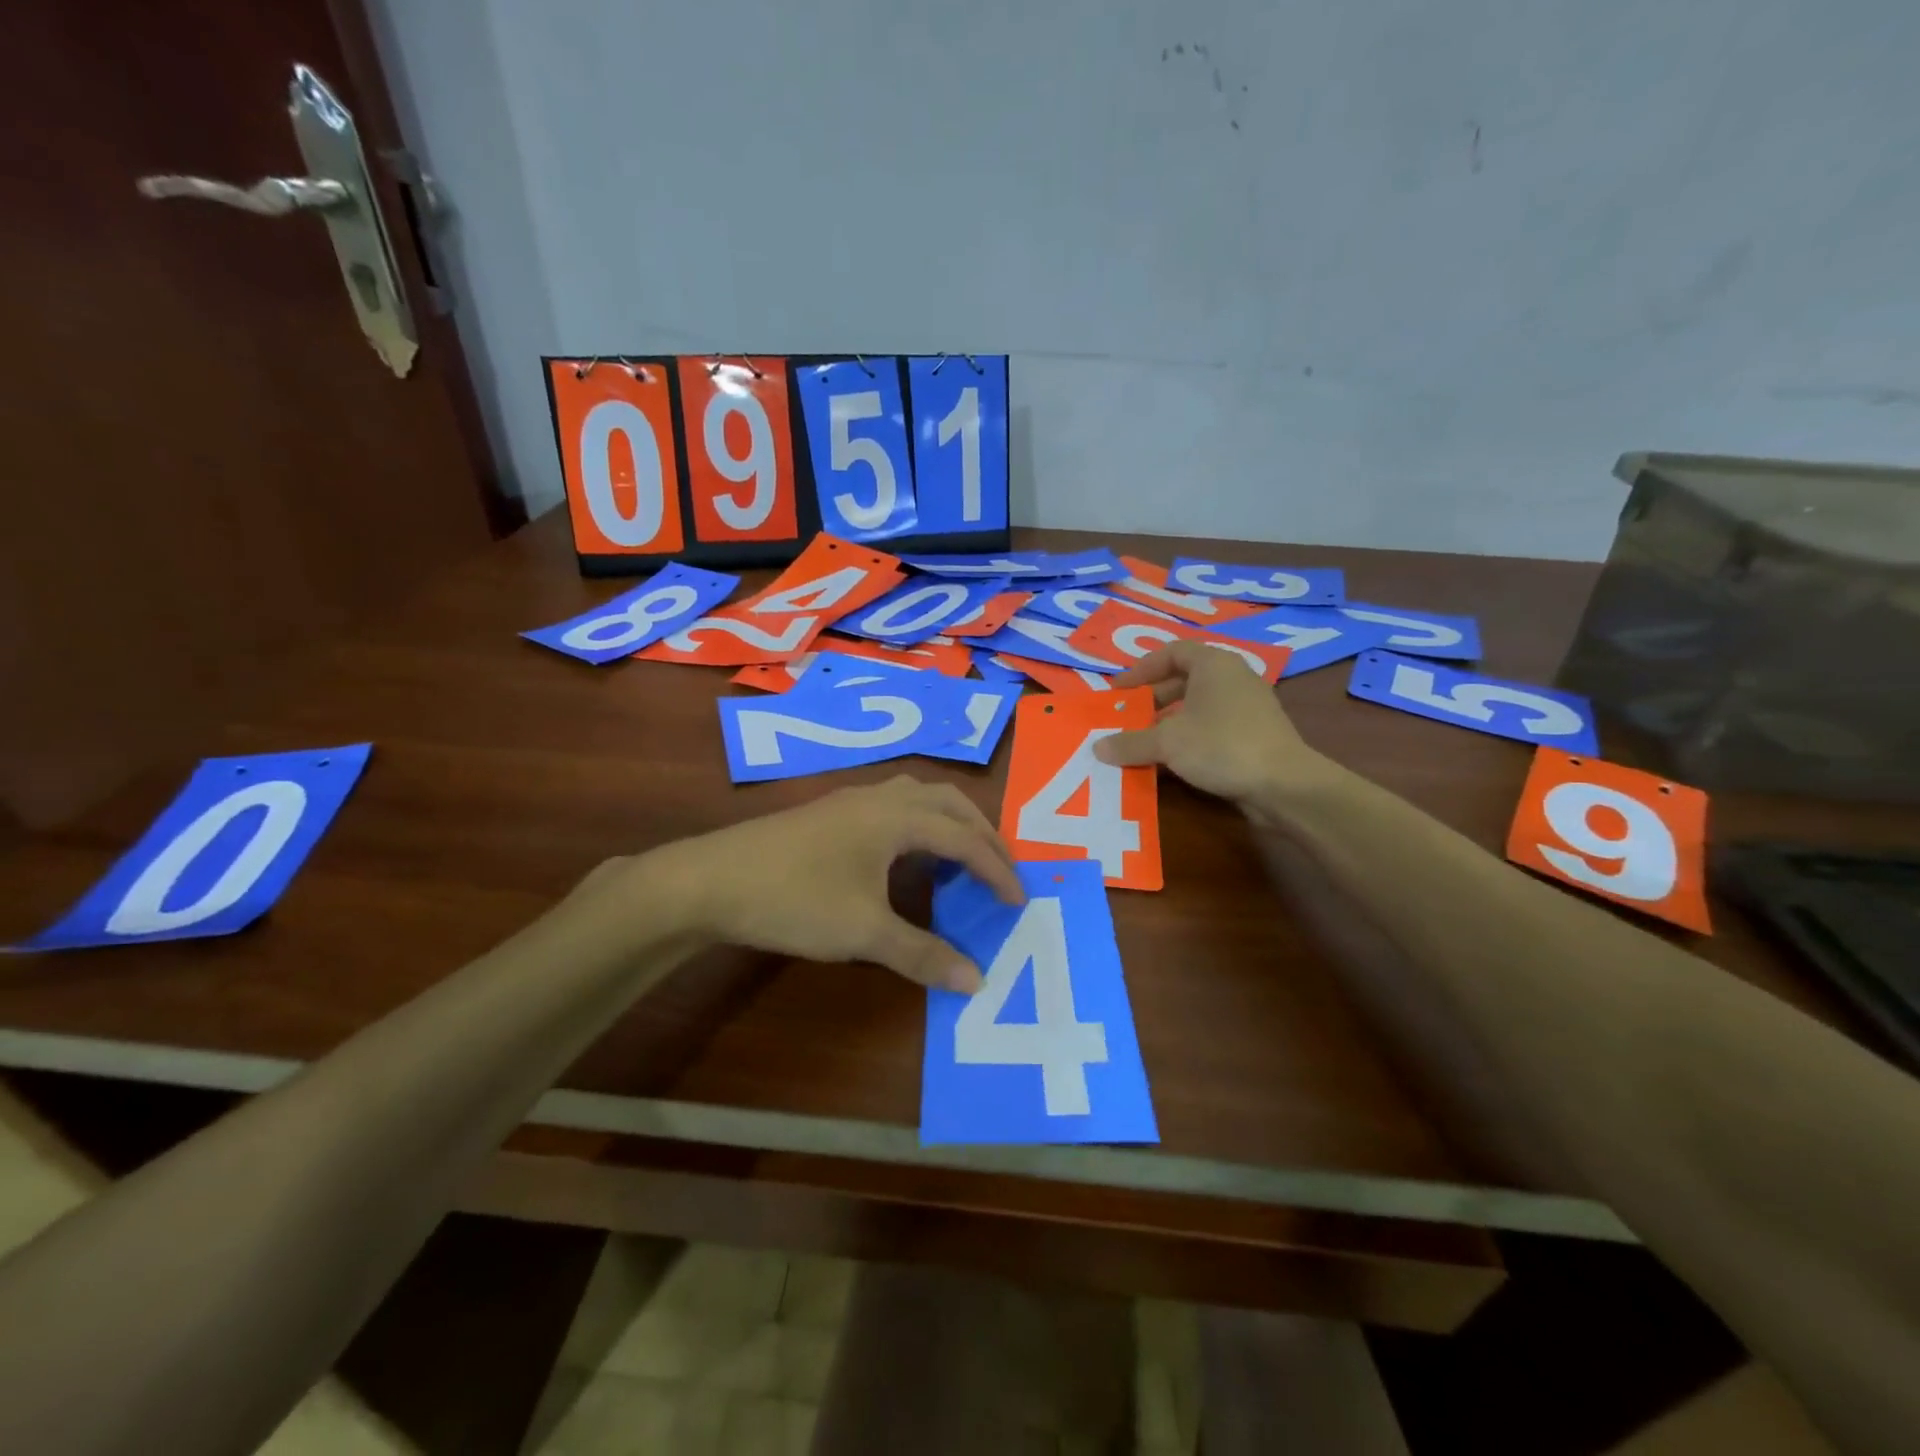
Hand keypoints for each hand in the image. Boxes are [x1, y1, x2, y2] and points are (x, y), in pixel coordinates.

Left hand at [636, 777, 1023, 992]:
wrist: (710, 880)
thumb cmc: (795, 899)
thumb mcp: (864, 932)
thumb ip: (923, 954)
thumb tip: (977, 980)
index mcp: (897, 816)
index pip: (965, 839)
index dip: (997, 870)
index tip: (1019, 902)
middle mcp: (880, 796)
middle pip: (949, 803)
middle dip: (983, 834)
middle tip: (1002, 871)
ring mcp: (851, 800)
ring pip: (919, 798)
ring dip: (950, 824)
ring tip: (962, 860)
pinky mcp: (830, 812)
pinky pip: (894, 806)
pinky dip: (920, 826)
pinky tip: (907, 858)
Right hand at [1092, 641, 1331, 806]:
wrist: (1284, 784)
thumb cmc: (1221, 746)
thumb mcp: (1167, 743)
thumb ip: (1130, 742)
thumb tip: (1097, 747)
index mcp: (1213, 664)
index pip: (1171, 652)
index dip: (1141, 669)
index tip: (1118, 690)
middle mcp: (1232, 678)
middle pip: (1183, 680)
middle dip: (1151, 699)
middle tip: (1126, 717)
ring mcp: (1246, 707)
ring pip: (1196, 707)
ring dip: (1167, 722)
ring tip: (1141, 742)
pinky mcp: (1254, 735)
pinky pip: (1210, 728)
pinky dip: (1187, 739)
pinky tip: (1168, 763)